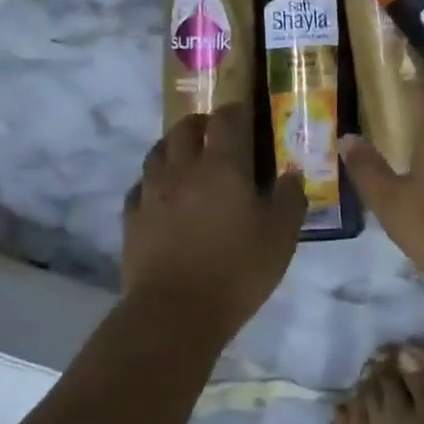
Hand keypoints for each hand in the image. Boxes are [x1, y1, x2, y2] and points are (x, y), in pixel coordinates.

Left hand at [122, 106, 306, 330]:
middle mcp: (183, 170)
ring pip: (157, 153)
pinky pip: (140, 187)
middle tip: (214, 132)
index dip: (236, 111)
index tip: (245, 113)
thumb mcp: (281, 235)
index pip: (227, 120)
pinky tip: (161, 196)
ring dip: (173, 147)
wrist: (176, 313)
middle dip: (201, 124)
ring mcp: (152, 193)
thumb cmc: (238, 269)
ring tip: (186, 157)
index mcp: (223, 166)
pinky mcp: (132, 219)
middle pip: (185, 129)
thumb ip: (290, 198)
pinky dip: (152, 182)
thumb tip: (291, 173)